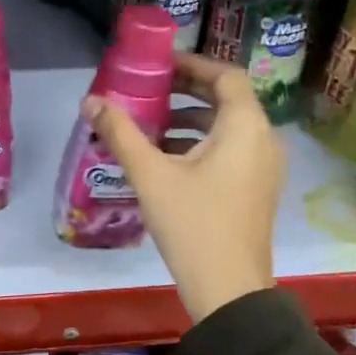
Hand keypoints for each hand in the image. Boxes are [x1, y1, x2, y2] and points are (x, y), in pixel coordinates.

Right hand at [84, 52, 282, 323]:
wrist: (229, 290)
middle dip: (187, 90)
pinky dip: (202, 142)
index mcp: (245, 127)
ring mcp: (264, 167)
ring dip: (192, 118)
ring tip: (152, 124)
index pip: (225, 75)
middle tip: (150, 89)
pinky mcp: (256, 189)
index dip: (192, 64)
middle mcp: (263, 139)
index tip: (158, 65)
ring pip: (228, 126)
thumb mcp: (150, 174)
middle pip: (228, 99)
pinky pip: (231, 149)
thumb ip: (121, 133)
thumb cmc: (193, 224)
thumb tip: (91, 101)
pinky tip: (167, 158)